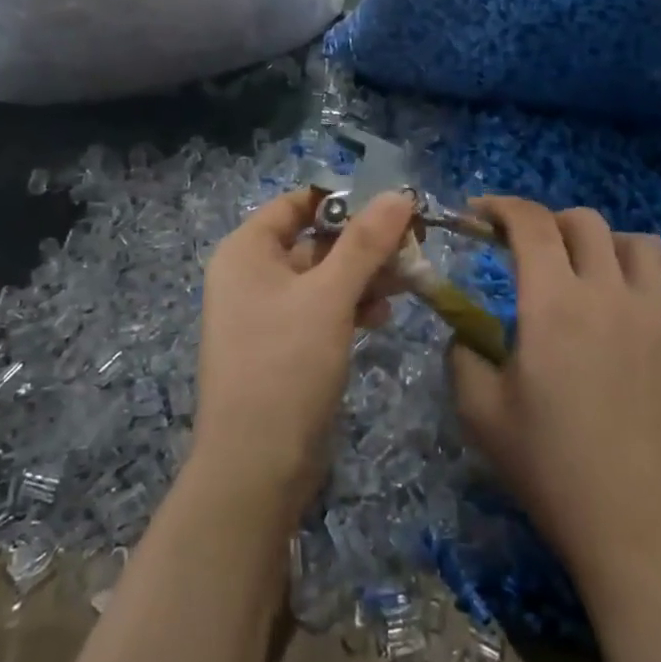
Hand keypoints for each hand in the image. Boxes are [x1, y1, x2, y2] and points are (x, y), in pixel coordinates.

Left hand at [194, 188, 413, 508]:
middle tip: (413, 244)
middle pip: (314, 239)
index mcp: (247, 251)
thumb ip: (365, 242)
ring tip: (407, 280)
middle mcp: (251, 275)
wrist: (256, 468)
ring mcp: (266, 313)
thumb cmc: (285, 365)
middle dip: (363, 243)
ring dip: (363, 276)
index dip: (343, 199)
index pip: (297, 203)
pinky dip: (351, 307)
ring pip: (323, 277)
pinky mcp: (285, 346)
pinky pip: (321, 310)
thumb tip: (398, 193)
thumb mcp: (329, 296)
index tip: (391, 204)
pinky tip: (382, 317)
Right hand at [451, 198, 660, 583]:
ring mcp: (654, 315)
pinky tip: (636, 281)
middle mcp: (606, 293)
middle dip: (547, 223)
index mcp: (552, 302)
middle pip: (582, 222)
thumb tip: (463, 331)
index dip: (500, 206)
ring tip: (585, 266)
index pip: (529, 223)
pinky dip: (656, 265)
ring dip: (603, 241)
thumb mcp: (479, 410)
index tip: (480, 214)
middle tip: (528, 250)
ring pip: (637, 241)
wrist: (628, 521)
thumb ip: (461, 354)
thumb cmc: (547, 463)